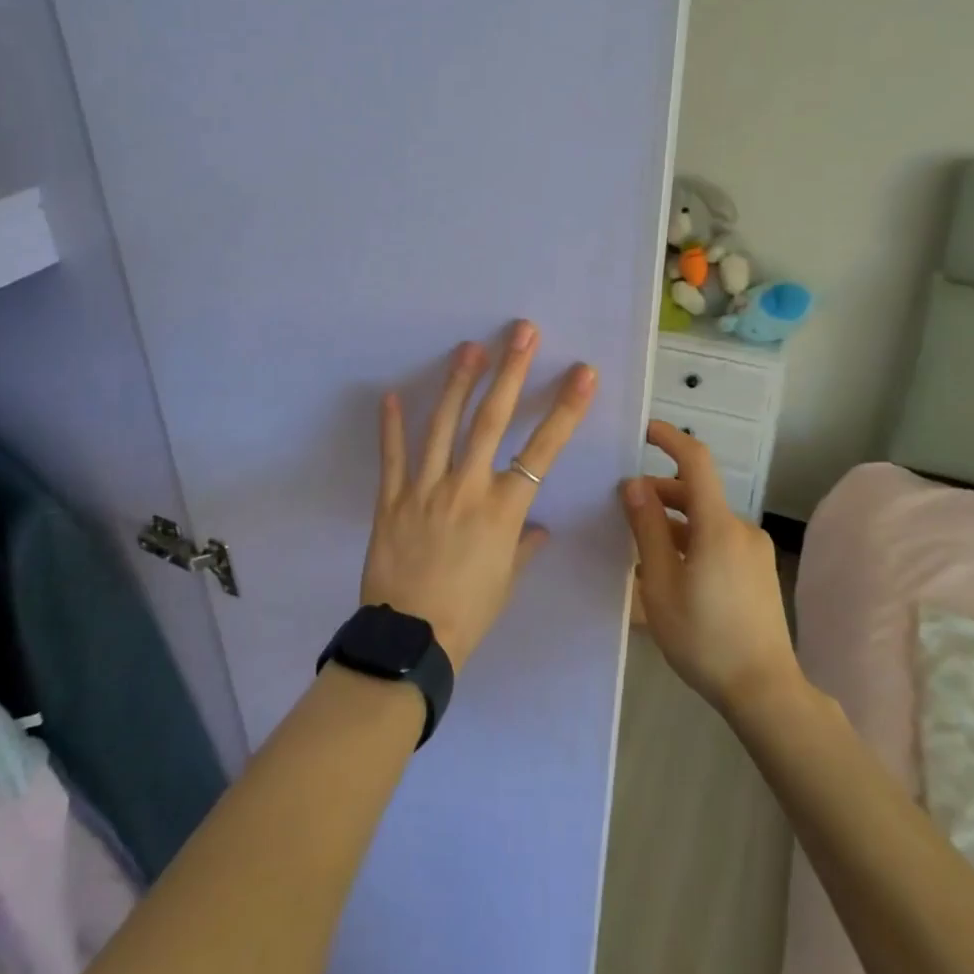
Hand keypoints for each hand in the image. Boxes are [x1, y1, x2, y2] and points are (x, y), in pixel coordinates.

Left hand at [363, 322, 596, 669]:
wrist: (411, 641)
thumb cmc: (470, 613)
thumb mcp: (506, 580)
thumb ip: (523, 546)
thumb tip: (538, 528)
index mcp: (503, 509)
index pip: (543, 450)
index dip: (565, 409)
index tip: (583, 373)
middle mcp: (467, 488)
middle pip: (492, 421)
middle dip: (510, 372)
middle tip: (521, 332)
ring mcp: (425, 490)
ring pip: (442, 426)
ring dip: (458, 383)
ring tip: (469, 347)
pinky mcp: (390, 500)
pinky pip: (392, 457)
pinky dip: (391, 425)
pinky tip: (391, 393)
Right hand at [621, 421, 801, 714]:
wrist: (764, 691)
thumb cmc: (704, 638)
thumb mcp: (660, 584)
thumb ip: (646, 529)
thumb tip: (634, 485)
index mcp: (717, 526)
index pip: (696, 461)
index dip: (671, 439)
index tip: (644, 430)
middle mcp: (740, 528)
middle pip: (697, 493)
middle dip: (660, 493)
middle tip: (624, 511)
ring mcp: (754, 550)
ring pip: (706, 520)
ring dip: (674, 522)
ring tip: (641, 550)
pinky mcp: (759, 570)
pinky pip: (719, 540)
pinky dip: (692, 541)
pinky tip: (671, 572)